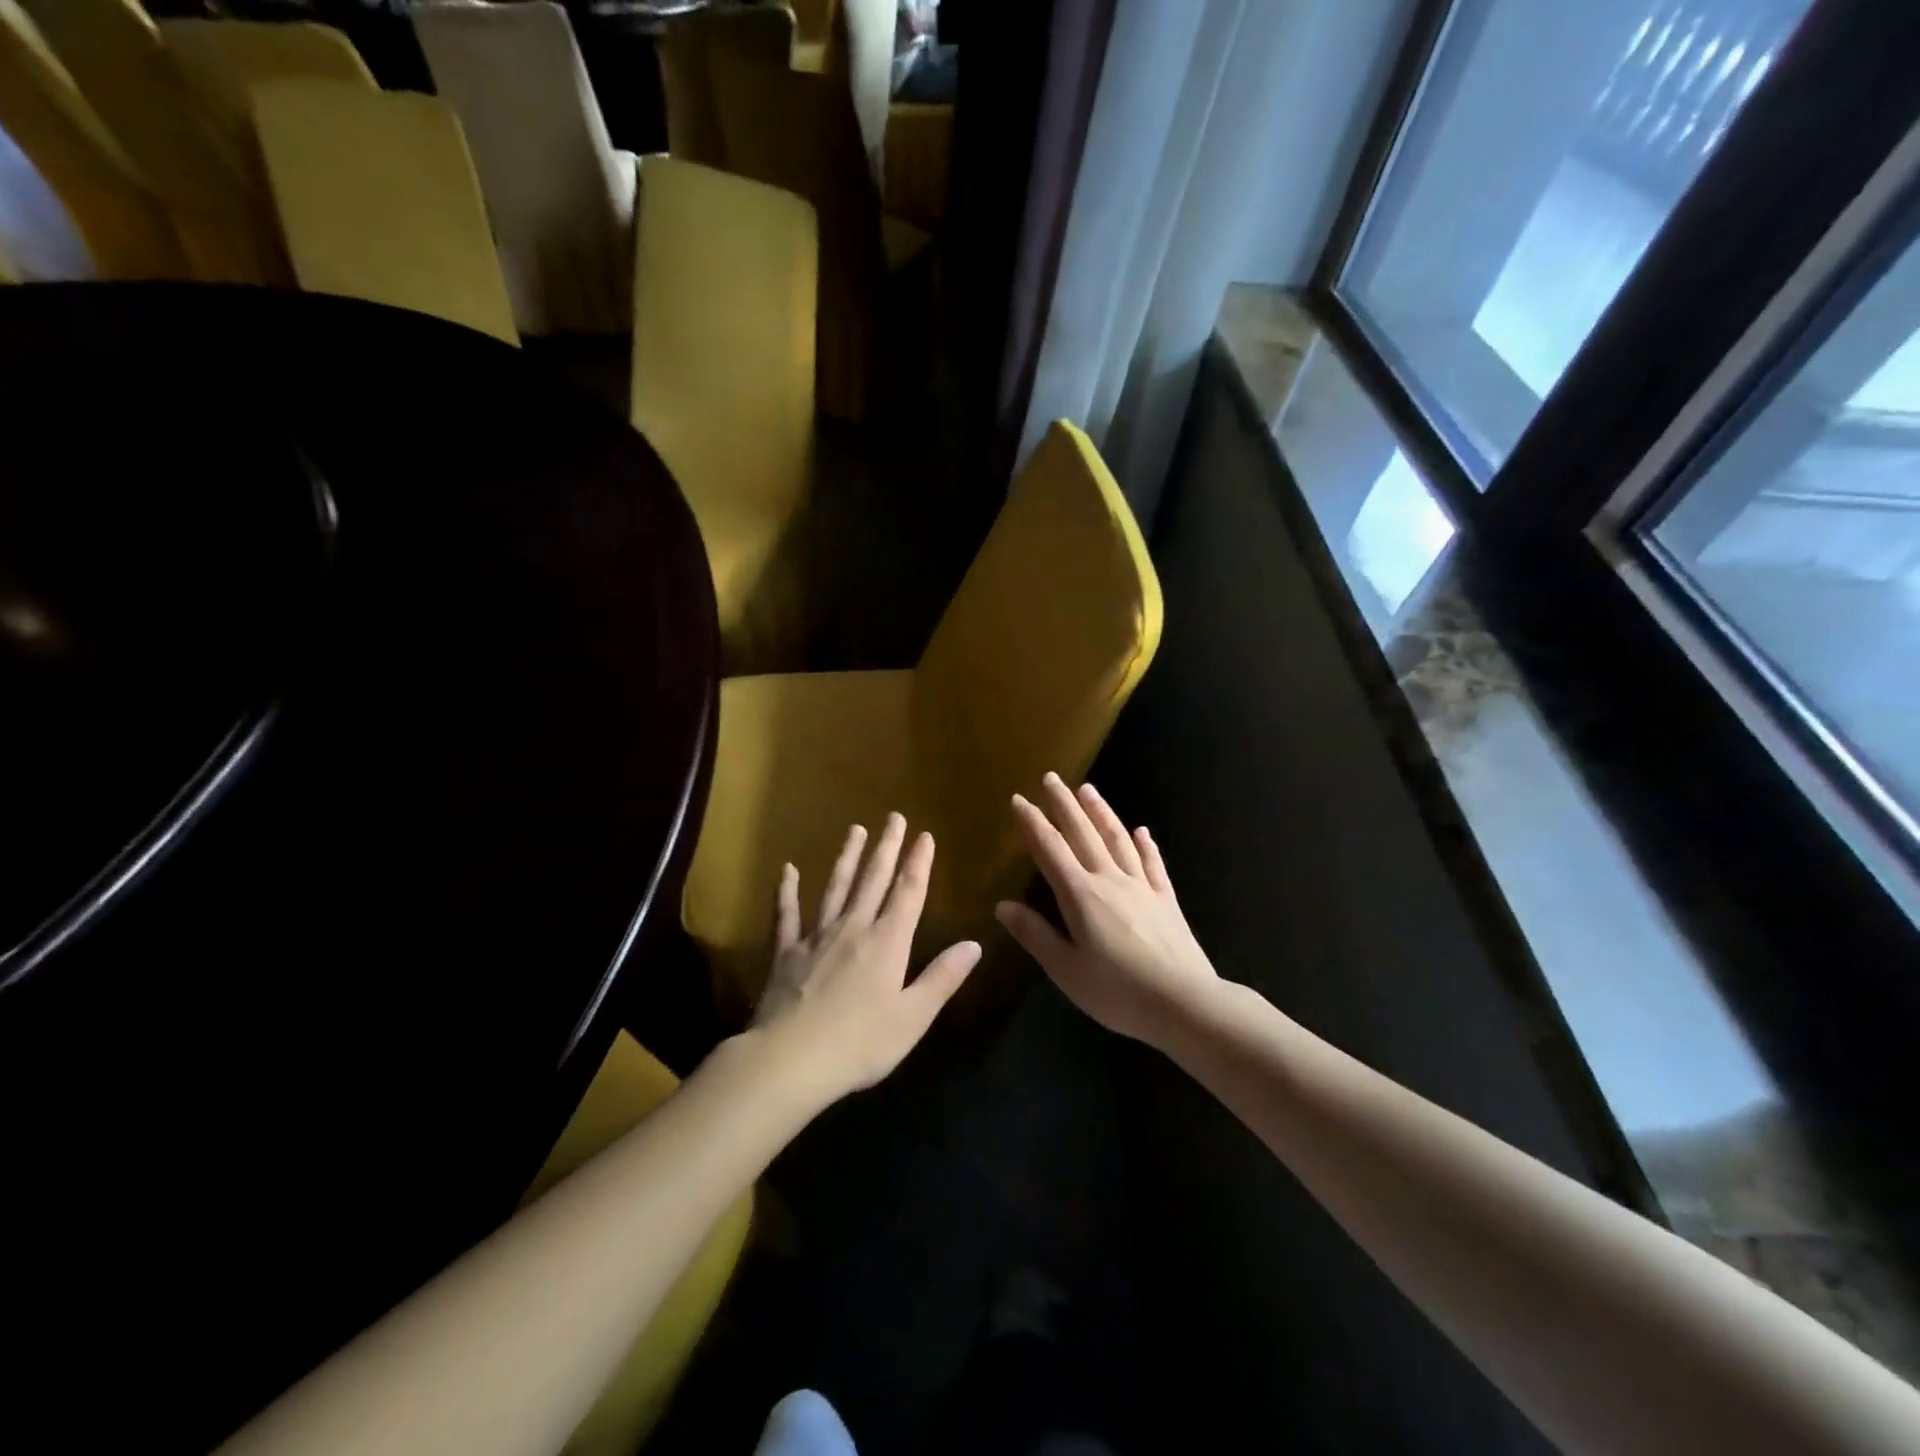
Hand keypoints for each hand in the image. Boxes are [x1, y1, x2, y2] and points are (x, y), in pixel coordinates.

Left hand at [752, 813, 980, 1102]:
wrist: (788, 1060)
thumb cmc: (859, 1044)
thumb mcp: (913, 1017)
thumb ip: (942, 978)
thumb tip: (974, 944)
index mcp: (887, 942)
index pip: (908, 893)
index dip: (918, 863)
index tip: (924, 835)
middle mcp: (853, 928)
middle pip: (873, 880)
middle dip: (886, 848)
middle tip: (894, 817)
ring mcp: (816, 936)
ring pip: (835, 887)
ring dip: (847, 857)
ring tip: (855, 829)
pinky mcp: (786, 952)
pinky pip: (787, 914)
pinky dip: (787, 891)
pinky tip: (788, 870)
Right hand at [996, 774, 1217, 1046]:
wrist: (1184, 1003)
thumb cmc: (1117, 992)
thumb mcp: (1066, 969)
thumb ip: (1035, 934)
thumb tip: (1002, 905)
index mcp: (1080, 895)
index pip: (1050, 849)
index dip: (1032, 823)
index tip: (1019, 799)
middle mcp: (1110, 880)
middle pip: (1083, 833)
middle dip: (1064, 804)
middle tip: (1051, 778)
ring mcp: (1142, 886)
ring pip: (1117, 839)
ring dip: (1101, 812)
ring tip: (1088, 789)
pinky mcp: (1166, 900)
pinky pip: (1153, 863)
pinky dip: (1145, 844)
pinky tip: (1142, 831)